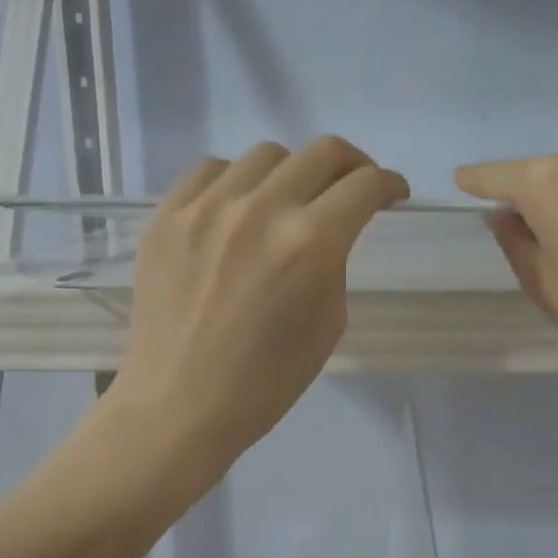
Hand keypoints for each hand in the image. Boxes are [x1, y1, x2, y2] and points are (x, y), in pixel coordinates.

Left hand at [110, 137, 409, 473]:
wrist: (179, 405)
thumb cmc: (264, 383)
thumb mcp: (327, 325)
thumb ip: (335, 263)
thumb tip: (329, 228)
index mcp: (309, 244)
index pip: (364, 186)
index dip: (388, 185)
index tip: (391, 193)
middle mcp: (260, 209)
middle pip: (322, 152)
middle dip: (351, 166)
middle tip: (351, 189)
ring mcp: (206, 207)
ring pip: (265, 155)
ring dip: (291, 172)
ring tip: (287, 201)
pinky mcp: (166, 216)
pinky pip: (209, 170)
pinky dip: (235, 180)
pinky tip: (237, 208)